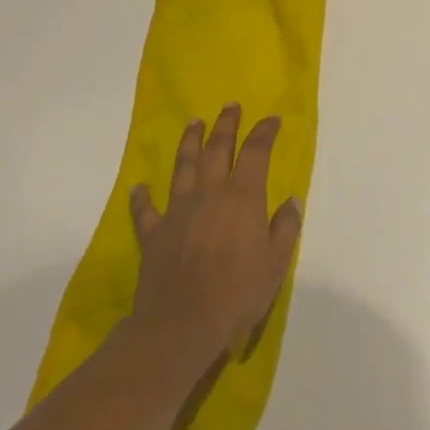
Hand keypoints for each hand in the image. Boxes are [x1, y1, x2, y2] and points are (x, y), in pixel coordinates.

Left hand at [129, 105, 302, 368]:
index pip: (255, 152)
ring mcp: (177, 210)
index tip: (272, 120)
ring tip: (194, 123)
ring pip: (183, 166)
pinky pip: (146, 209)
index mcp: (242, 197)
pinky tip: (139, 187)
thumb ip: (285, 228)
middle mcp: (209, 193)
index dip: (264, 132)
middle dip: (226, 125)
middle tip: (230, 106)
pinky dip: (142, 196)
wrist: (182, 324)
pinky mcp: (153, 233)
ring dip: (189, 142)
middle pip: (217, 149)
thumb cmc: (237, 293)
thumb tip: (291, 200)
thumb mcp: (276, 263)